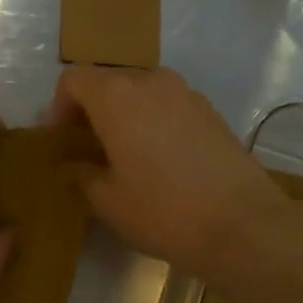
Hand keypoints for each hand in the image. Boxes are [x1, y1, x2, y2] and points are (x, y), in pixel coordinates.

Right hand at [49, 66, 295, 276]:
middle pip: (109, 81)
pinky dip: (154, 120)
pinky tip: (161, 159)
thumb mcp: (108, 200)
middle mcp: (151, 82)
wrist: (242, 223)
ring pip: (142, 91)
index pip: (74, 79)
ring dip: (125, 114)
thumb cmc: (162, 211)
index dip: (60, 106)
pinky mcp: (211, 111)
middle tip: (90, 148)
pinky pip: (169, 104)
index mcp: (117, 97)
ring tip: (126, 153)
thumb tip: (72, 164)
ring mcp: (186, 93)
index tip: (64, 139)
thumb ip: (82, 174)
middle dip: (92, 109)